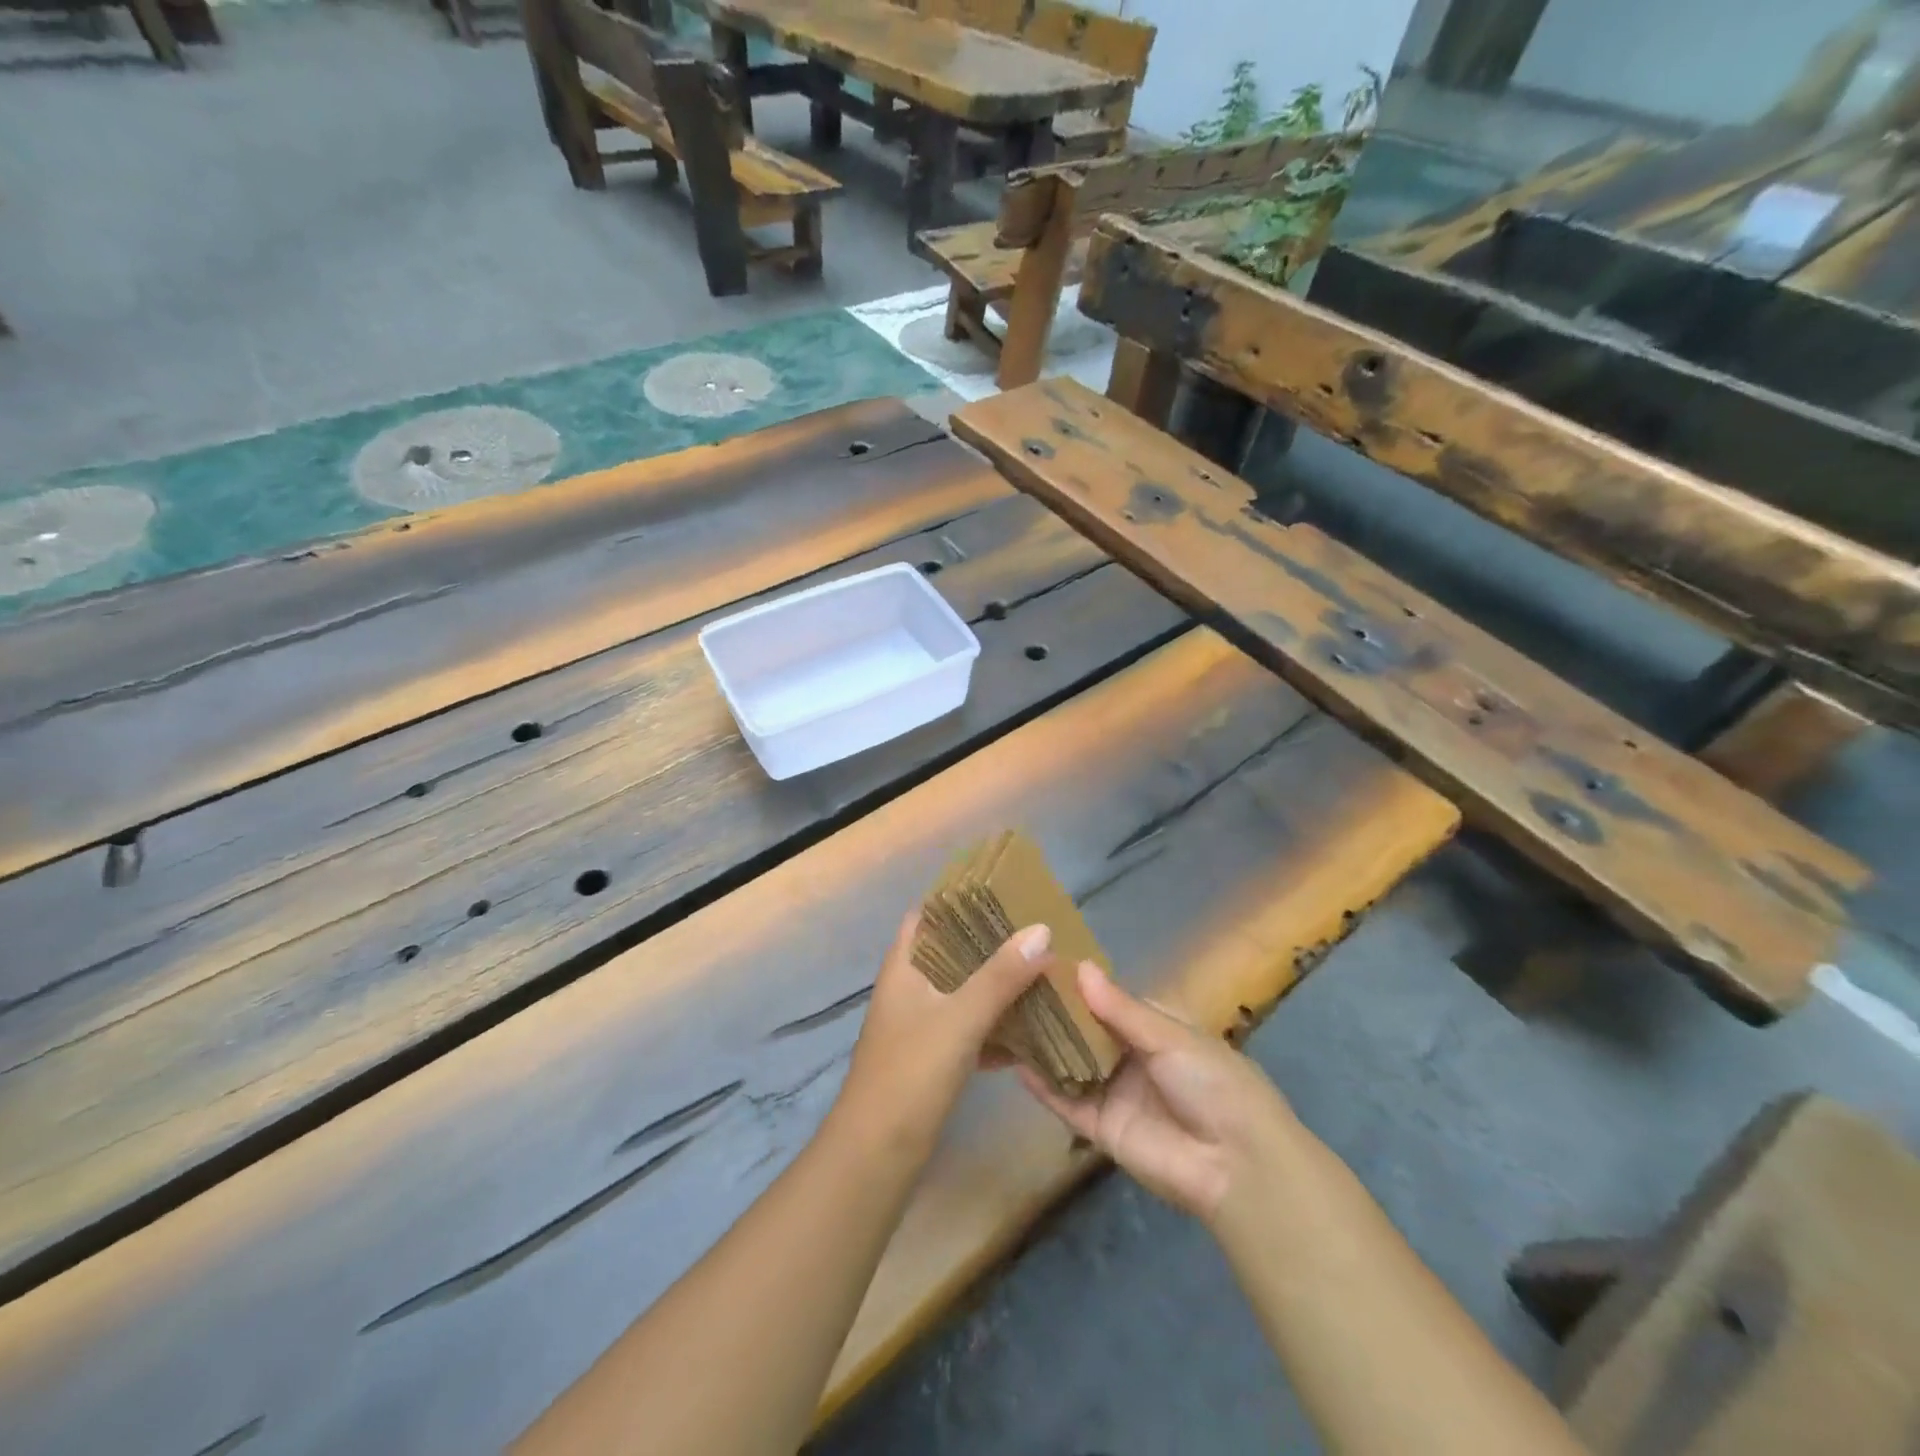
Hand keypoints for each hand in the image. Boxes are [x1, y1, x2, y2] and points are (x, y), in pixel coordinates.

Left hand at [835, 911, 1054, 1156]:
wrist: (877, 1155)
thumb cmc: (911, 1073)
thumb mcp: (959, 1018)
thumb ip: (1000, 976)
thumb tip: (1042, 930)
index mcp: (905, 966)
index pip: (929, 914)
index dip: (960, 898)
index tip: (1004, 889)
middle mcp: (911, 987)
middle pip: (953, 951)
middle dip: (992, 942)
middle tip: (1037, 931)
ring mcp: (922, 1023)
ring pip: (965, 990)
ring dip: (998, 983)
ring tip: (1043, 971)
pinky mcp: (935, 1056)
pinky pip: (972, 1028)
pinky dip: (997, 1025)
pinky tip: (1034, 1029)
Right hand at [1018, 962, 1296, 1224]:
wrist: (1237, 1165)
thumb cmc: (1213, 1082)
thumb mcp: (1170, 1036)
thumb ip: (1120, 1008)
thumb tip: (1080, 967)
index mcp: (1155, 1029)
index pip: (1109, 1001)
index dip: (1079, 985)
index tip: (1040, 961)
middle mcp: (1131, 1058)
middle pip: (1085, 1031)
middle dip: (1054, 1013)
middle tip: (1009, 985)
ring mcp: (1114, 1093)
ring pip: (1071, 1063)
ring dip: (1043, 1045)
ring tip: (1002, 1017)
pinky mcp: (1101, 1129)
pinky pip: (1067, 1103)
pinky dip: (1043, 1086)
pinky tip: (1014, 1064)